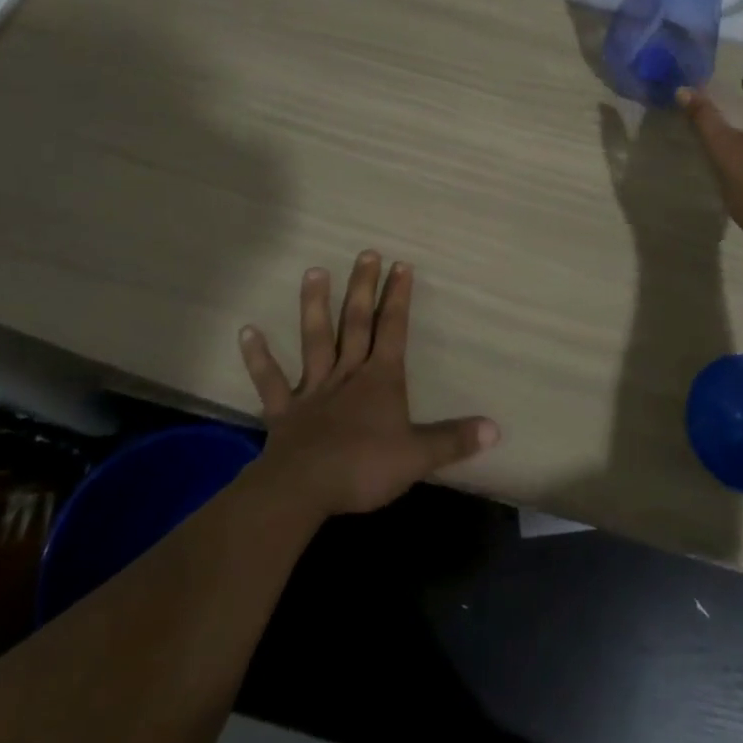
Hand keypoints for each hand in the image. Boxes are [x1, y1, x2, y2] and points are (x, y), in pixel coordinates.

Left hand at [239, 251, 498, 516]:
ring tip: (313, 271)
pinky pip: (269, 381)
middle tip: (365, 253)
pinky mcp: (284, 410)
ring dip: (314, 306)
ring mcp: (313, 389)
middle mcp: (348, 373)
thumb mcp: (418, 456)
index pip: (394, 329)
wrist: (304, 489)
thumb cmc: (365, 467)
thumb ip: (455, 440)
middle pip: (357, 323)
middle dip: (363, 288)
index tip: (400, 265)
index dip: (399, 298)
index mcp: (381, 379)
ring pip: (315, 339)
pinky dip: (258, 356)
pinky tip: (246, 331)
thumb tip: (496, 428)